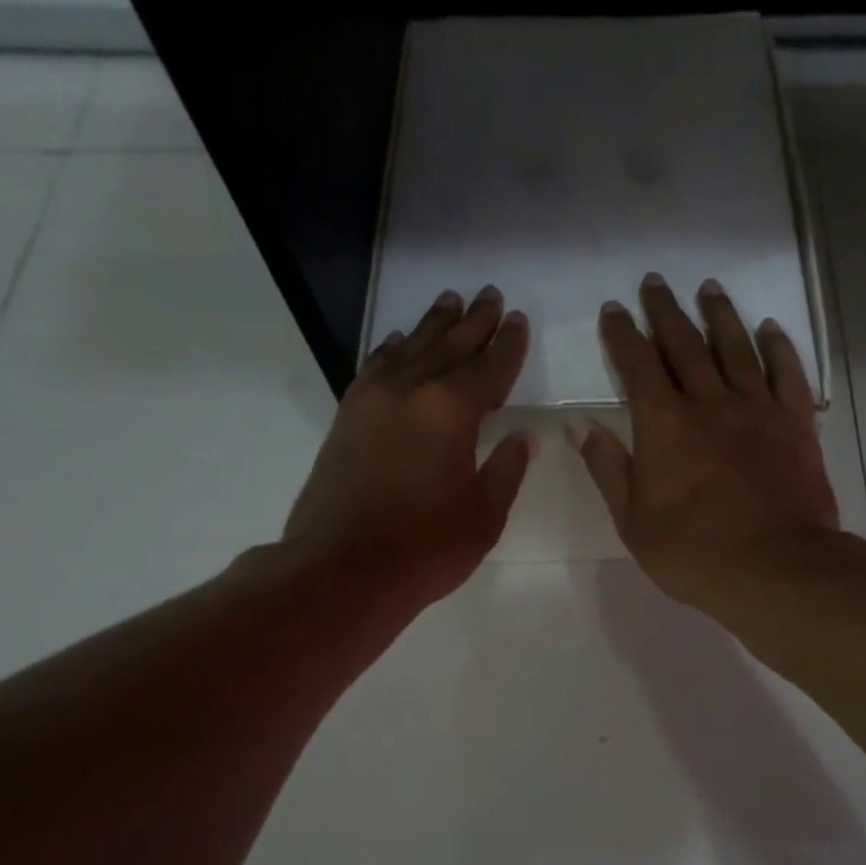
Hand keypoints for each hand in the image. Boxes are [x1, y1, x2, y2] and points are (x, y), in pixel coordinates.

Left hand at [283, 286, 530, 607]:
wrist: (343, 569)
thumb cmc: (427, 546)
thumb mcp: (485, 513)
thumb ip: (507, 468)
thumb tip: (522, 436)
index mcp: (452, 410)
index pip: (490, 367)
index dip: (508, 344)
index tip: (519, 320)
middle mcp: (411, 390)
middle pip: (449, 345)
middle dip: (474, 321)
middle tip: (491, 296)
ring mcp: (373, 400)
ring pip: (410, 348)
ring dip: (433, 325)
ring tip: (451, 301)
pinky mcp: (348, 417)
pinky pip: (376, 368)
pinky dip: (392, 350)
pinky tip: (399, 341)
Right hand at [571, 273, 846, 622]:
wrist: (775, 568)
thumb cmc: (694, 553)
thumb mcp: (633, 520)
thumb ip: (607, 467)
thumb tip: (578, 423)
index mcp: (664, 424)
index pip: (637, 364)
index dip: (623, 334)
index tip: (613, 309)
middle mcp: (710, 402)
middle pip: (685, 344)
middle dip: (665, 311)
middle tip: (655, 283)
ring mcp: (757, 408)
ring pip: (736, 347)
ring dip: (719, 315)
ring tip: (708, 288)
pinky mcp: (796, 423)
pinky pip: (787, 373)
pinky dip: (777, 347)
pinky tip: (769, 328)